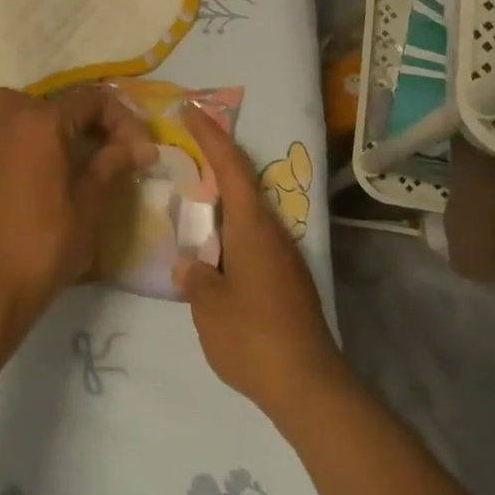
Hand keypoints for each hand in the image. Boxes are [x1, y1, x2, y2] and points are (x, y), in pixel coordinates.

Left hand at [0, 87, 155, 331]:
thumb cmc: (48, 243)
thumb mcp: (91, 202)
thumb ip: (113, 163)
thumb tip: (141, 146)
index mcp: (43, 122)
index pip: (93, 101)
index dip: (123, 122)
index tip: (142, 152)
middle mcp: (9, 122)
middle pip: (52, 101)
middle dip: (85, 119)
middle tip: (108, 151)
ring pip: (6, 108)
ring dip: (33, 118)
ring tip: (56, 146)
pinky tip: (2, 161)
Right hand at [175, 107, 346, 422]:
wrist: (310, 386)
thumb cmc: (253, 337)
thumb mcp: (209, 307)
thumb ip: (195, 278)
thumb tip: (190, 265)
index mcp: (252, 227)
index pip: (231, 165)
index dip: (210, 134)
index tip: (191, 108)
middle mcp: (272, 232)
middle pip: (243, 183)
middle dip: (216, 162)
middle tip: (185, 149)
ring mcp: (284, 257)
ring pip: (248, 213)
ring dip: (222, 200)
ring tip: (191, 202)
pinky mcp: (287, 280)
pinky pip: (252, 239)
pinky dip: (230, 230)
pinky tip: (212, 251)